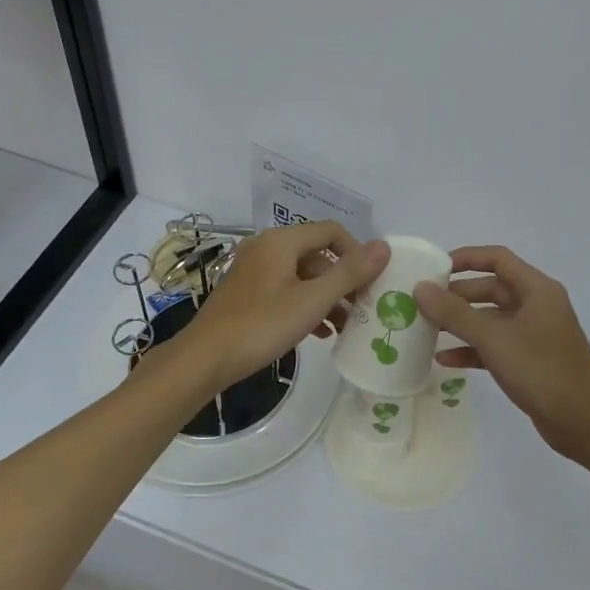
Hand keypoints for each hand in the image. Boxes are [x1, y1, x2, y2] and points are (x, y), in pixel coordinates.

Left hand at [181, 223, 389, 389]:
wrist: (205, 358)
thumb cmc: (262, 325)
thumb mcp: (313, 300)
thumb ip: (350, 273)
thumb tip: (384, 246)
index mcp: (281, 241)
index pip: (331, 231)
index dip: (356, 252)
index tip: (372, 282)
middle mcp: (266, 248)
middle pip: (317, 255)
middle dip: (343, 280)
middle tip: (363, 307)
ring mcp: (253, 271)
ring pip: (302, 276)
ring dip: (327, 297)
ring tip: (347, 325)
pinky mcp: (246, 294)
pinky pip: (285, 290)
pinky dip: (306, 306)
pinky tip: (320, 333)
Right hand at [413, 246, 589, 462]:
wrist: (585, 423)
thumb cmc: (542, 370)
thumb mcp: (494, 338)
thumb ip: (454, 313)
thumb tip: (420, 288)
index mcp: (536, 289)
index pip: (497, 259)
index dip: (465, 258)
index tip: (433, 269)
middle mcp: (536, 306)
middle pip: (491, 289)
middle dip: (456, 295)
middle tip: (421, 304)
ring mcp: (534, 334)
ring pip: (490, 319)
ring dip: (460, 324)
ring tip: (425, 330)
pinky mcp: (529, 361)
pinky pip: (494, 346)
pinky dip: (471, 349)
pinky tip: (444, 360)